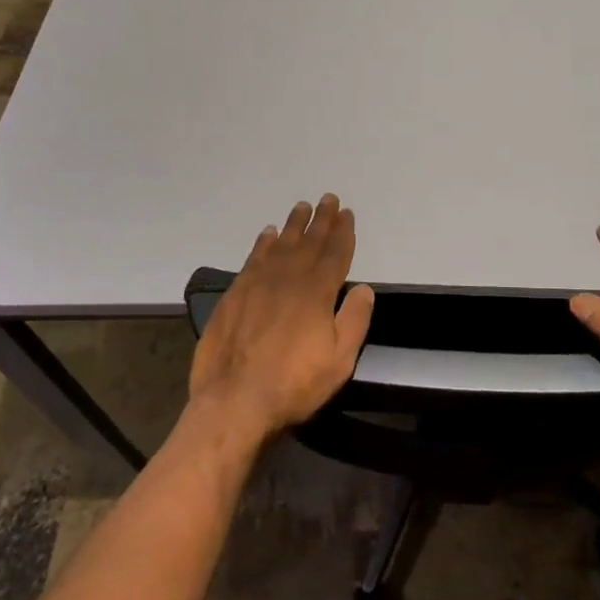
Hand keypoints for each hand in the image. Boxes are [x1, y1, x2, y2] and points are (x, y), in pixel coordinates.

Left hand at [188, 194, 376, 446]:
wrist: (234, 401)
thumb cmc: (294, 385)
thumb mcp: (339, 361)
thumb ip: (354, 321)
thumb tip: (364, 288)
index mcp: (316, 293)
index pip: (334, 254)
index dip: (343, 233)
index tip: (347, 213)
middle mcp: (288, 279)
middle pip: (308, 242)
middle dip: (321, 220)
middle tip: (328, 199)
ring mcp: (257, 284)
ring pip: (280, 245)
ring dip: (293, 225)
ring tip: (302, 207)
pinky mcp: (235, 295)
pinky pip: (253, 258)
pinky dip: (263, 243)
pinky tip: (268, 234)